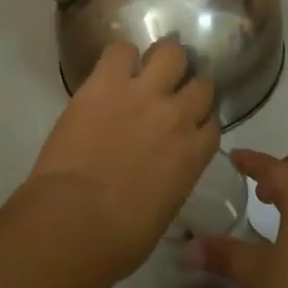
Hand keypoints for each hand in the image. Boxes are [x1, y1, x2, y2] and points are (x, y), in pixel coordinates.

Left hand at [20, 40, 219, 285]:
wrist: (75, 220)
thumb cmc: (119, 238)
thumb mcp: (163, 211)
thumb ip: (172, 179)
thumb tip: (161, 171)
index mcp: (193, 154)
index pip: (212, 124)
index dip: (199, 123)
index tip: (188, 126)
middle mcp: (176, 115)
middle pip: (200, 84)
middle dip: (188, 88)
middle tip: (169, 94)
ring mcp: (142, 92)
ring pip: (171, 52)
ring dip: (162, 60)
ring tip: (147, 69)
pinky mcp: (106, 81)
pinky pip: (121, 49)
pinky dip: (120, 57)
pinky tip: (112, 70)